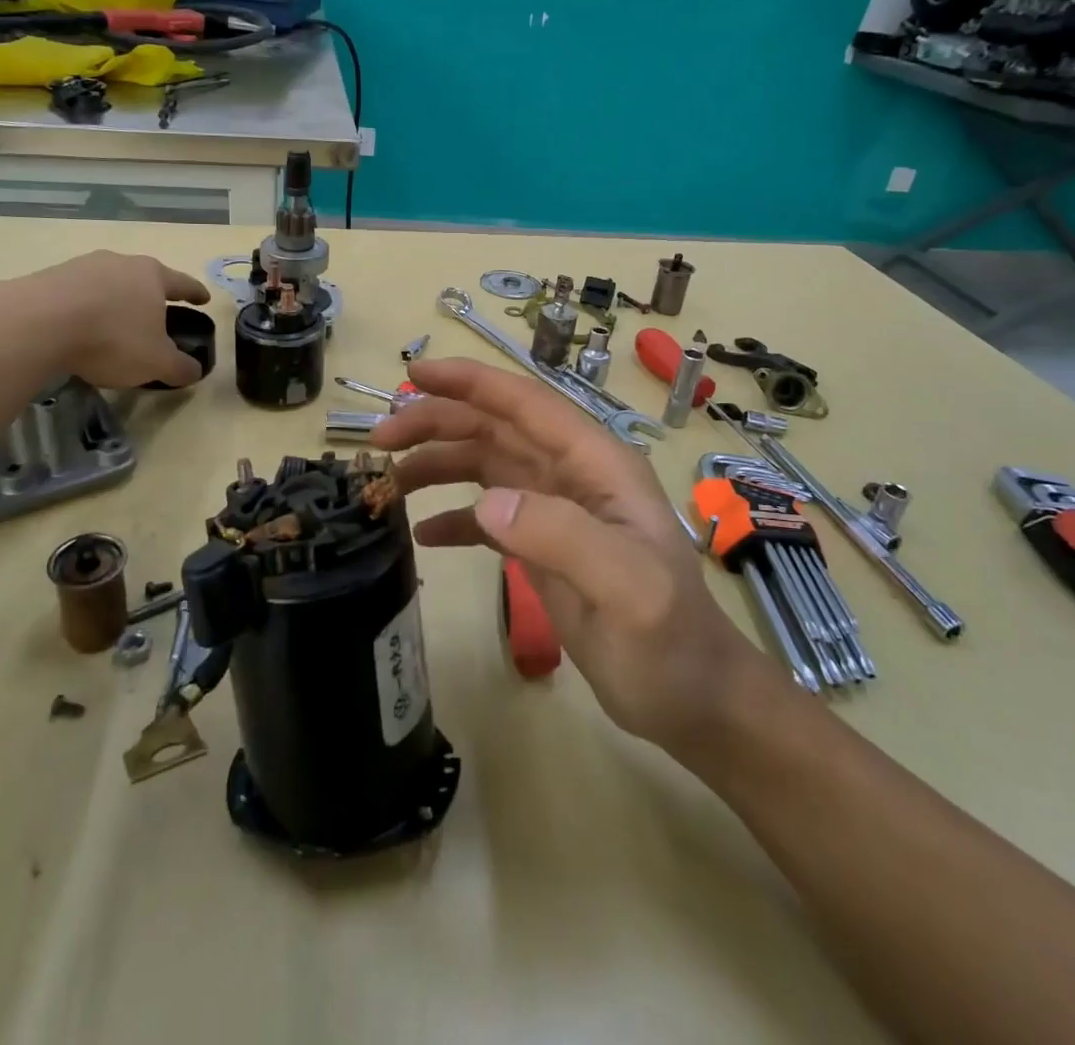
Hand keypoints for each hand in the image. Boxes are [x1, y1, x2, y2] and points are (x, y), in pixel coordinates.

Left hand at [0, 251, 210, 388]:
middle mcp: (120, 263)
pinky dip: (85, 309)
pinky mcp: (48, 277)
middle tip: (156, 315)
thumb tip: (194, 371)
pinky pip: (77, 294)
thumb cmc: (112, 338)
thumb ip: (179, 367)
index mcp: (152, 276)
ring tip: (114, 325)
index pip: (183, 283)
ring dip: (115, 301)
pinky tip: (80, 329)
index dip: (195, 292)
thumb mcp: (156, 362)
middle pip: (143, 278)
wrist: (37, 323)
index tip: (203, 298)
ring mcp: (82, 267)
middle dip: (151, 296)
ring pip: (108, 284)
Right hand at [370, 357, 763, 759]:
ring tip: (387, 483)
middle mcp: (572, 476)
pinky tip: (422, 536)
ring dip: (436, 465)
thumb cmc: (671, 642)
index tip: (417, 373)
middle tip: (379, 439)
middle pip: (495, 429)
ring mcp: (556, 511)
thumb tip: (486, 502)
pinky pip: (487, 518)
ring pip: (485, 467)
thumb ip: (562, 536)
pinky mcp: (543, 547)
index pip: (526, 404)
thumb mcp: (628, 589)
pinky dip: (454, 518)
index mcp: (596, 465)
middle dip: (437, 423)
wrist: (695, 701)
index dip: (471, 382)